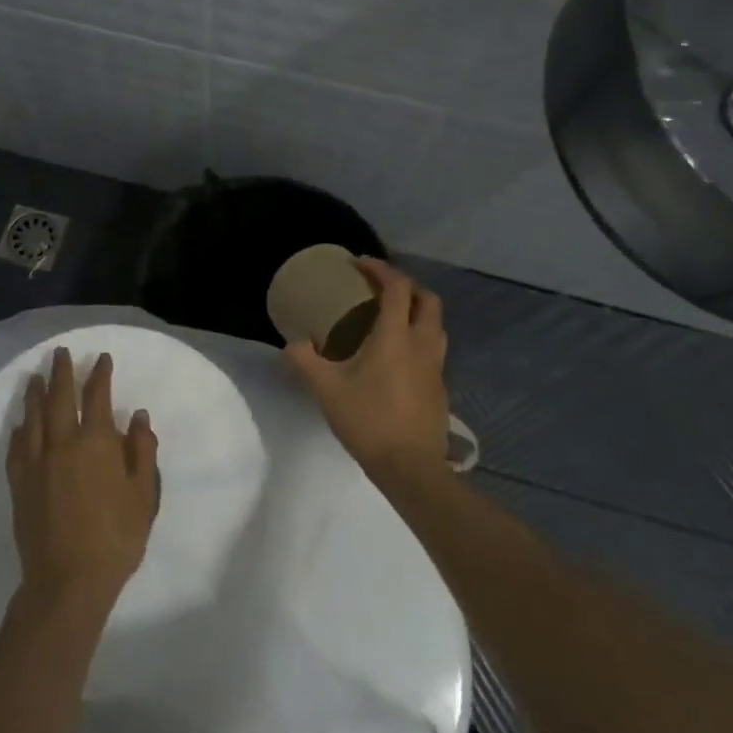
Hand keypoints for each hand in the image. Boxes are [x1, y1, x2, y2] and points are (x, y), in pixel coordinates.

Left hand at [7, 348, 160, 615]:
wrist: (68, 581)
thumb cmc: (115, 538)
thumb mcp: (143, 495)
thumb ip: (142, 451)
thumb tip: (138, 415)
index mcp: (96, 442)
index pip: (97, 396)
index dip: (100, 374)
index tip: (101, 358)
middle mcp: (62, 443)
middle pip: (59, 398)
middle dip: (61, 372)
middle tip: (60, 352)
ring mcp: (36, 463)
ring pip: (33, 418)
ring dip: (35, 394)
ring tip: (35, 377)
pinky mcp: (19, 485)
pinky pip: (16, 448)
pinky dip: (19, 431)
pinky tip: (20, 425)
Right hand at [285, 258, 450, 479]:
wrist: (410, 468)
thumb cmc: (368, 420)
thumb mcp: (326, 389)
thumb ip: (305, 361)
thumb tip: (292, 343)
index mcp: (396, 336)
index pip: (397, 287)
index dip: (380, 269)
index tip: (359, 264)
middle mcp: (422, 343)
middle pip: (427, 299)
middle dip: (406, 285)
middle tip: (381, 287)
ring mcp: (436, 366)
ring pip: (436, 324)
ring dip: (418, 310)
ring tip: (393, 317)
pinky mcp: (440, 387)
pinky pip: (434, 348)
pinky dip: (419, 337)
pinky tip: (399, 356)